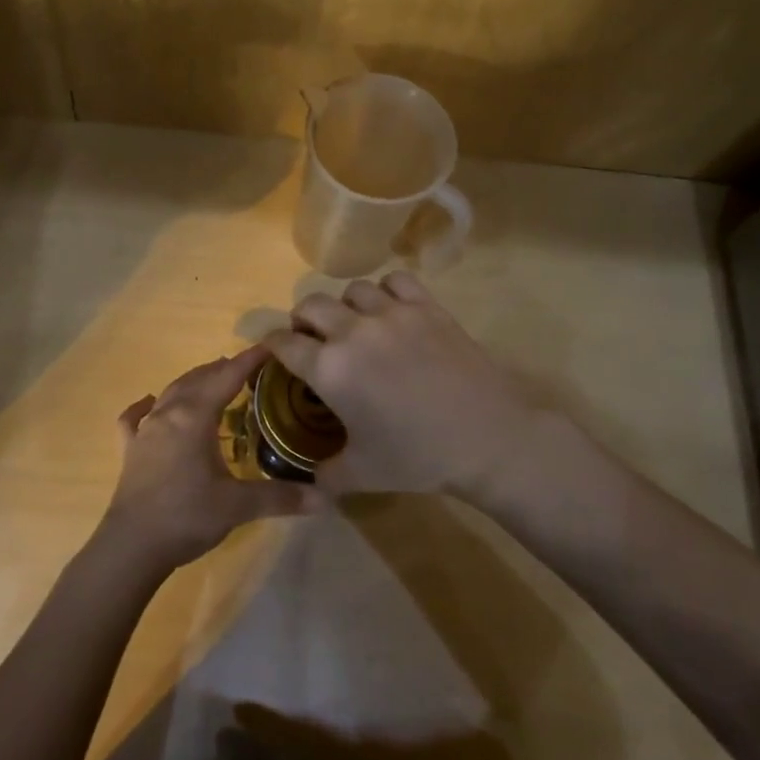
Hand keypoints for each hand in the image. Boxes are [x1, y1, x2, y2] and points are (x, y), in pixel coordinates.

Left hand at [94, 347, 311, 575]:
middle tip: (247, 367)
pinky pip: (135, 418)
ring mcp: (145, 431)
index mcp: (195, 417)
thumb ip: (280, 497)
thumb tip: (325, 499)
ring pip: (170, 393)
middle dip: (223, 368)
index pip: (227, 377)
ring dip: (193, 382)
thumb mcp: (238, 506)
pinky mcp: (130, 451)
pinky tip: (149, 403)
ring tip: (211, 379)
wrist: (132, 546)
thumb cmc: (187, 516)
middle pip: (198, 379)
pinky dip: (145, 407)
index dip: (250, 360)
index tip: (270, 346)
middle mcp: (168, 414)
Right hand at [262, 272, 546, 501]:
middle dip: (303, 320)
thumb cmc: (418, 457)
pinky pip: (395, 280)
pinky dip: (386, 291)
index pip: (282, 342)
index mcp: (330, 369)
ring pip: (352, 289)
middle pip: (311, 305)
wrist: (487, 437)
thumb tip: (308, 479)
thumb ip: (326, 474)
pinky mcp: (427, 307)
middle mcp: (353, 331)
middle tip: (312, 339)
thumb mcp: (363, 474)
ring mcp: (392, 313)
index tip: (273, 349)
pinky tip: (391, 310)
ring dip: (345, 306)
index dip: (271, 344)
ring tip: (354, 324)